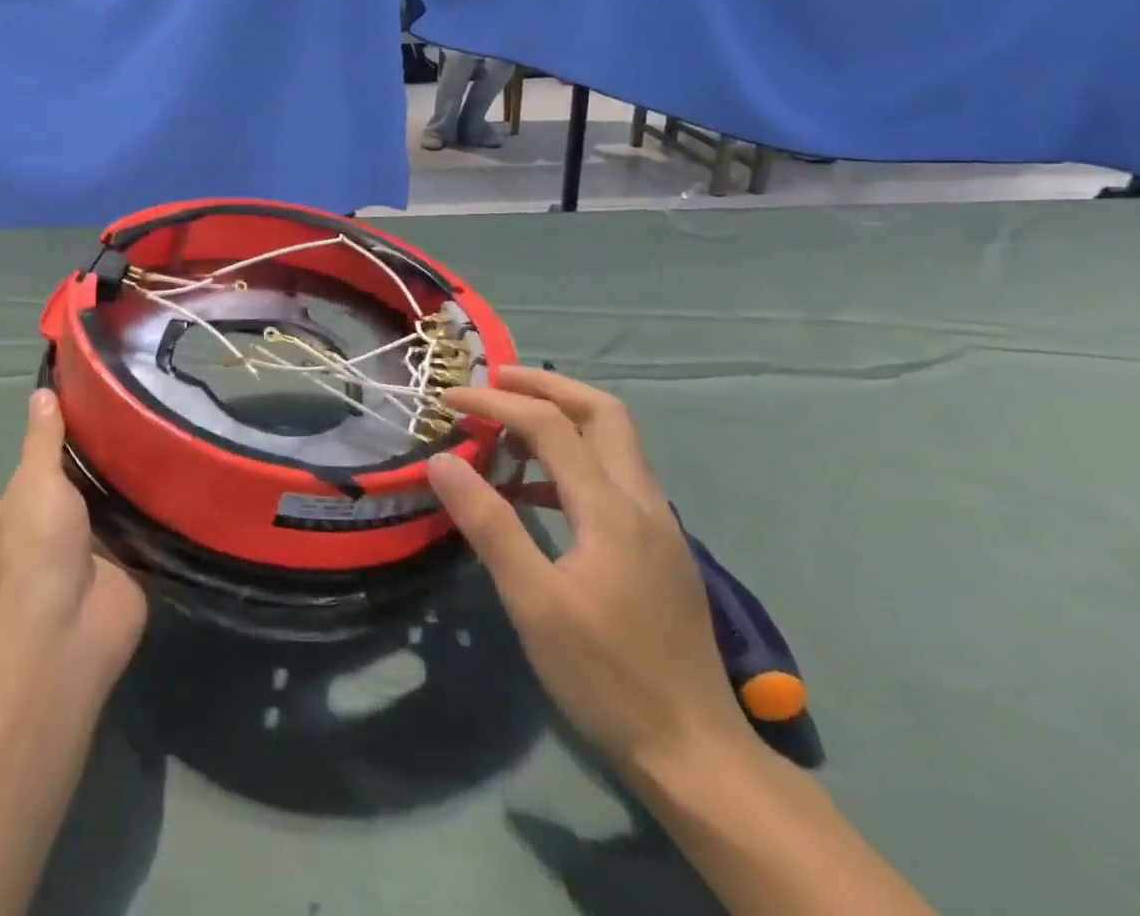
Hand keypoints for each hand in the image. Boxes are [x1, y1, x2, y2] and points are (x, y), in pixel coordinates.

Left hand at [0, 390, 147, 678]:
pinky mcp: (126, 571)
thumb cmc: (38, 546)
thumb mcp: (35, 480)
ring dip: (132, 488)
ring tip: (166, 440)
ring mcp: (88, 556)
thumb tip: (42, 393)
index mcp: (14, 516)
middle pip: (80, 488)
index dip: (63, 443)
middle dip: (105, 464)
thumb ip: (44, 439)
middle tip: (141, 421)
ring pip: (113, 509)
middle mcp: (48, 536)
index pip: (39, 469)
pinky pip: (143, 533)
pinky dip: (156, 514)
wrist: (70, 626)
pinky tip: (180, 480)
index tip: (96, 410)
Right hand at [428, 365, 753, 780]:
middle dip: (546, 386)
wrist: (697, 756)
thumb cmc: (607, 677)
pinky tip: (537, 492)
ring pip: (615, 442)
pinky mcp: (658, 551)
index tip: (448, 399)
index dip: (496, 403)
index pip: (550, 426)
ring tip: (508, 426)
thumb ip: (489, 525)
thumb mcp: (534, 603)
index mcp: (612, 509)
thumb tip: (442, 460)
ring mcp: (658, 527)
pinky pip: (614, 477)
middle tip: (495, 382)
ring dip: (562, 418)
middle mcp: (643, 503)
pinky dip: (573, 460)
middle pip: (603, 413)